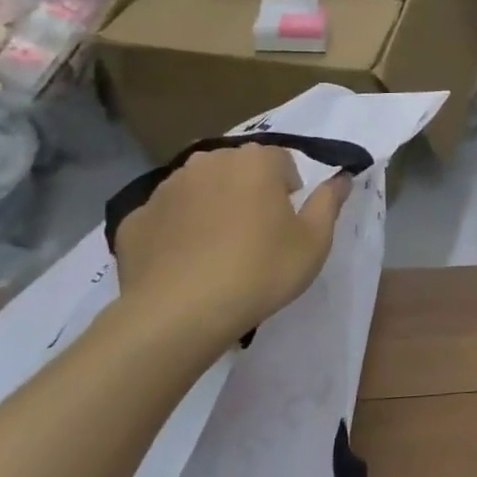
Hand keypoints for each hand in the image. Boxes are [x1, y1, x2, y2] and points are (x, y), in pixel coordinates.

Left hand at [113, 144, 350, 355]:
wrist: (178, 314)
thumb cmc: (260, 271)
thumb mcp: (314, 241)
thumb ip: (329, 202)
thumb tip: (342, 177)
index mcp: (254, 161)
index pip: (281, 162)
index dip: (289, 192)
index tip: (288, 225)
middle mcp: (208, 162)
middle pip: (237, 170)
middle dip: (248, 193)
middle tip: (256, 236)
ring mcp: (165, 189)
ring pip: (199, 190)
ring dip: (211, 208)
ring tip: (218, 252)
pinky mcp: (134, 219)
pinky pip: (165, 218)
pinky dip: (175, 233)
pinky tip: (183, 265)